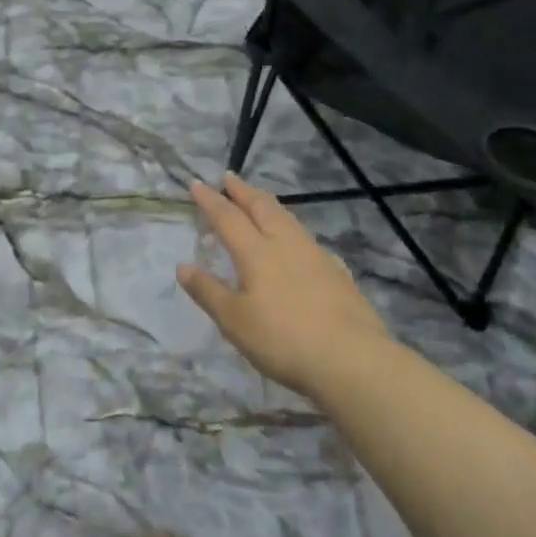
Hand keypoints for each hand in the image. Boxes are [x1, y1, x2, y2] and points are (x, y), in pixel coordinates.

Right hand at [178, 173, 391, 400]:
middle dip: (243, 191)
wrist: (352, 359)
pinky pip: (306, 238)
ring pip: (287, 218)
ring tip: (260, 199)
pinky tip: (297, 242)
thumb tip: (183, 266)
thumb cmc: (283, 339)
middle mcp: (285, 243)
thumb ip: (208, 291)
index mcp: (256, 252)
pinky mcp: (336, 272)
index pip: (228, 217)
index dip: (210, 200)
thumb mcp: (234, 321)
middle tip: (229, 177)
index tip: (197, 183)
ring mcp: (314, 255)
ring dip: (268, 204)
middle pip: (261, 207)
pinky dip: (292, 229)